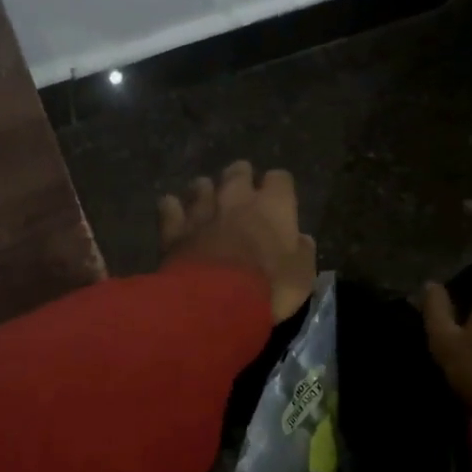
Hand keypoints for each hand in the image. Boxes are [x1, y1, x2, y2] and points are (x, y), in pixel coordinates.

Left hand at [159, 161, 317, 320]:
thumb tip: (301, 239)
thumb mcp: (302, 277)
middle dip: (241, 178)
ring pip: (201, 185)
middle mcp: (236, 198)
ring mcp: (201, 210)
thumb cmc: (269, 287)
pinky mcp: (174, 228)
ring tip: (207, 205)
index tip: (280, 200)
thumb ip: (303, 253)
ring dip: (205, 192)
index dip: (279, 188)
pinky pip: (169, 206)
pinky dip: (172, 209)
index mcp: (273, 205)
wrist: (216, 301)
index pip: (280, 178)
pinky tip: (174, 216)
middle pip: (238, 171)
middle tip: (241, 194)